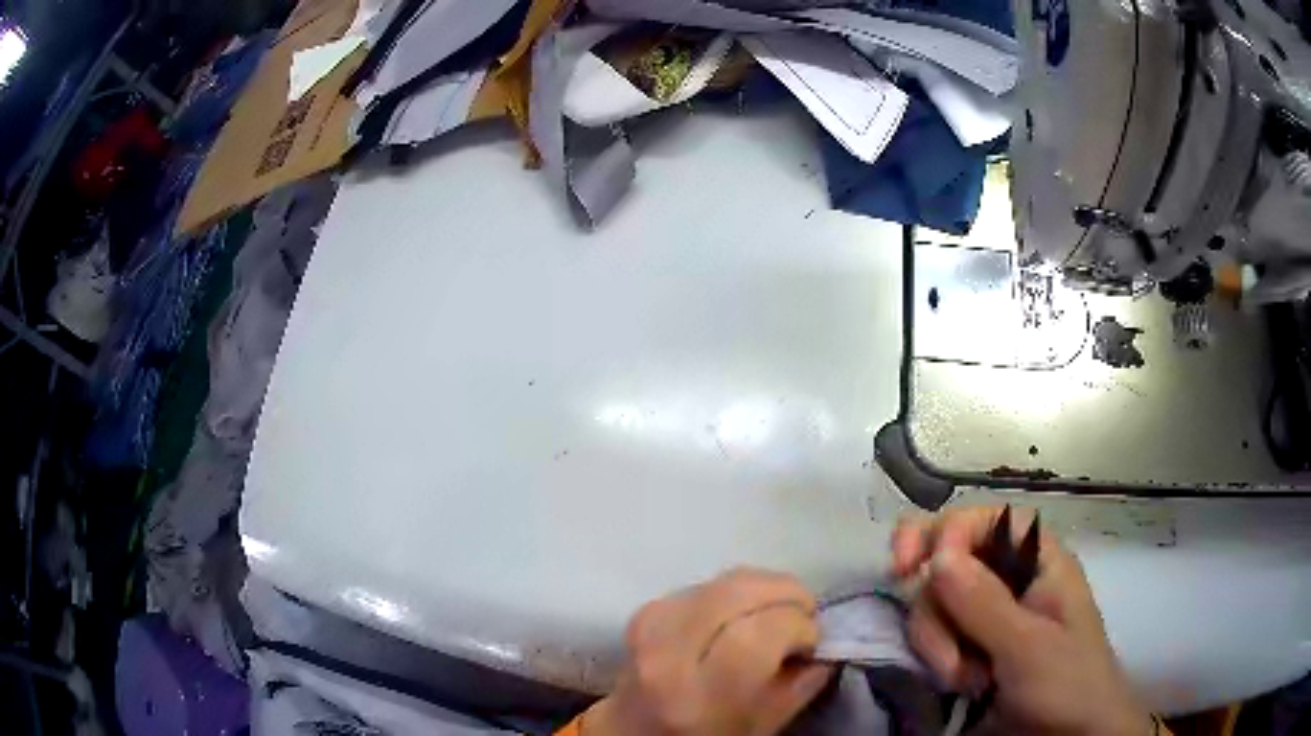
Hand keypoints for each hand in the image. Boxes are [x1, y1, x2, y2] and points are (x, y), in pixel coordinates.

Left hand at [583, 569, 833, 735]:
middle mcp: (667, 654)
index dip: (798, 627)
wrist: (634, 730)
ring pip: (723, 580)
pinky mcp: (645, 608)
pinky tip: (749, 609)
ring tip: (782, 608)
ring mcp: (650, 625)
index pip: (758, 633)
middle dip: (786, 592)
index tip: (812, 640)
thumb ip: (800, 686)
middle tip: (805, 611)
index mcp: (699, 695)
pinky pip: (706, 581)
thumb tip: (826, 643)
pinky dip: (738, 587)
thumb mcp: (761, 727)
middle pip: (737, 593)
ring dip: (765, 586)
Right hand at [892, 506, 1148, 735]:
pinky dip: (935, 659)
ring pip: (933, 604)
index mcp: (1037, 560)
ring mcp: (986, 615)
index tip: (909, 565)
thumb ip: (984, 604)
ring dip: (936, 644)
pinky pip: (933, 636)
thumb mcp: (1030, 647)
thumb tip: (937, 554)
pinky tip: (958, 684)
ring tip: (964, 681)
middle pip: (948, 563)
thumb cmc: (1067, 685)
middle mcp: (1008, 579)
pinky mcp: (968, 646)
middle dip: (936, 610)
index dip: (946, 532)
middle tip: (948, 658)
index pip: (984, 521)